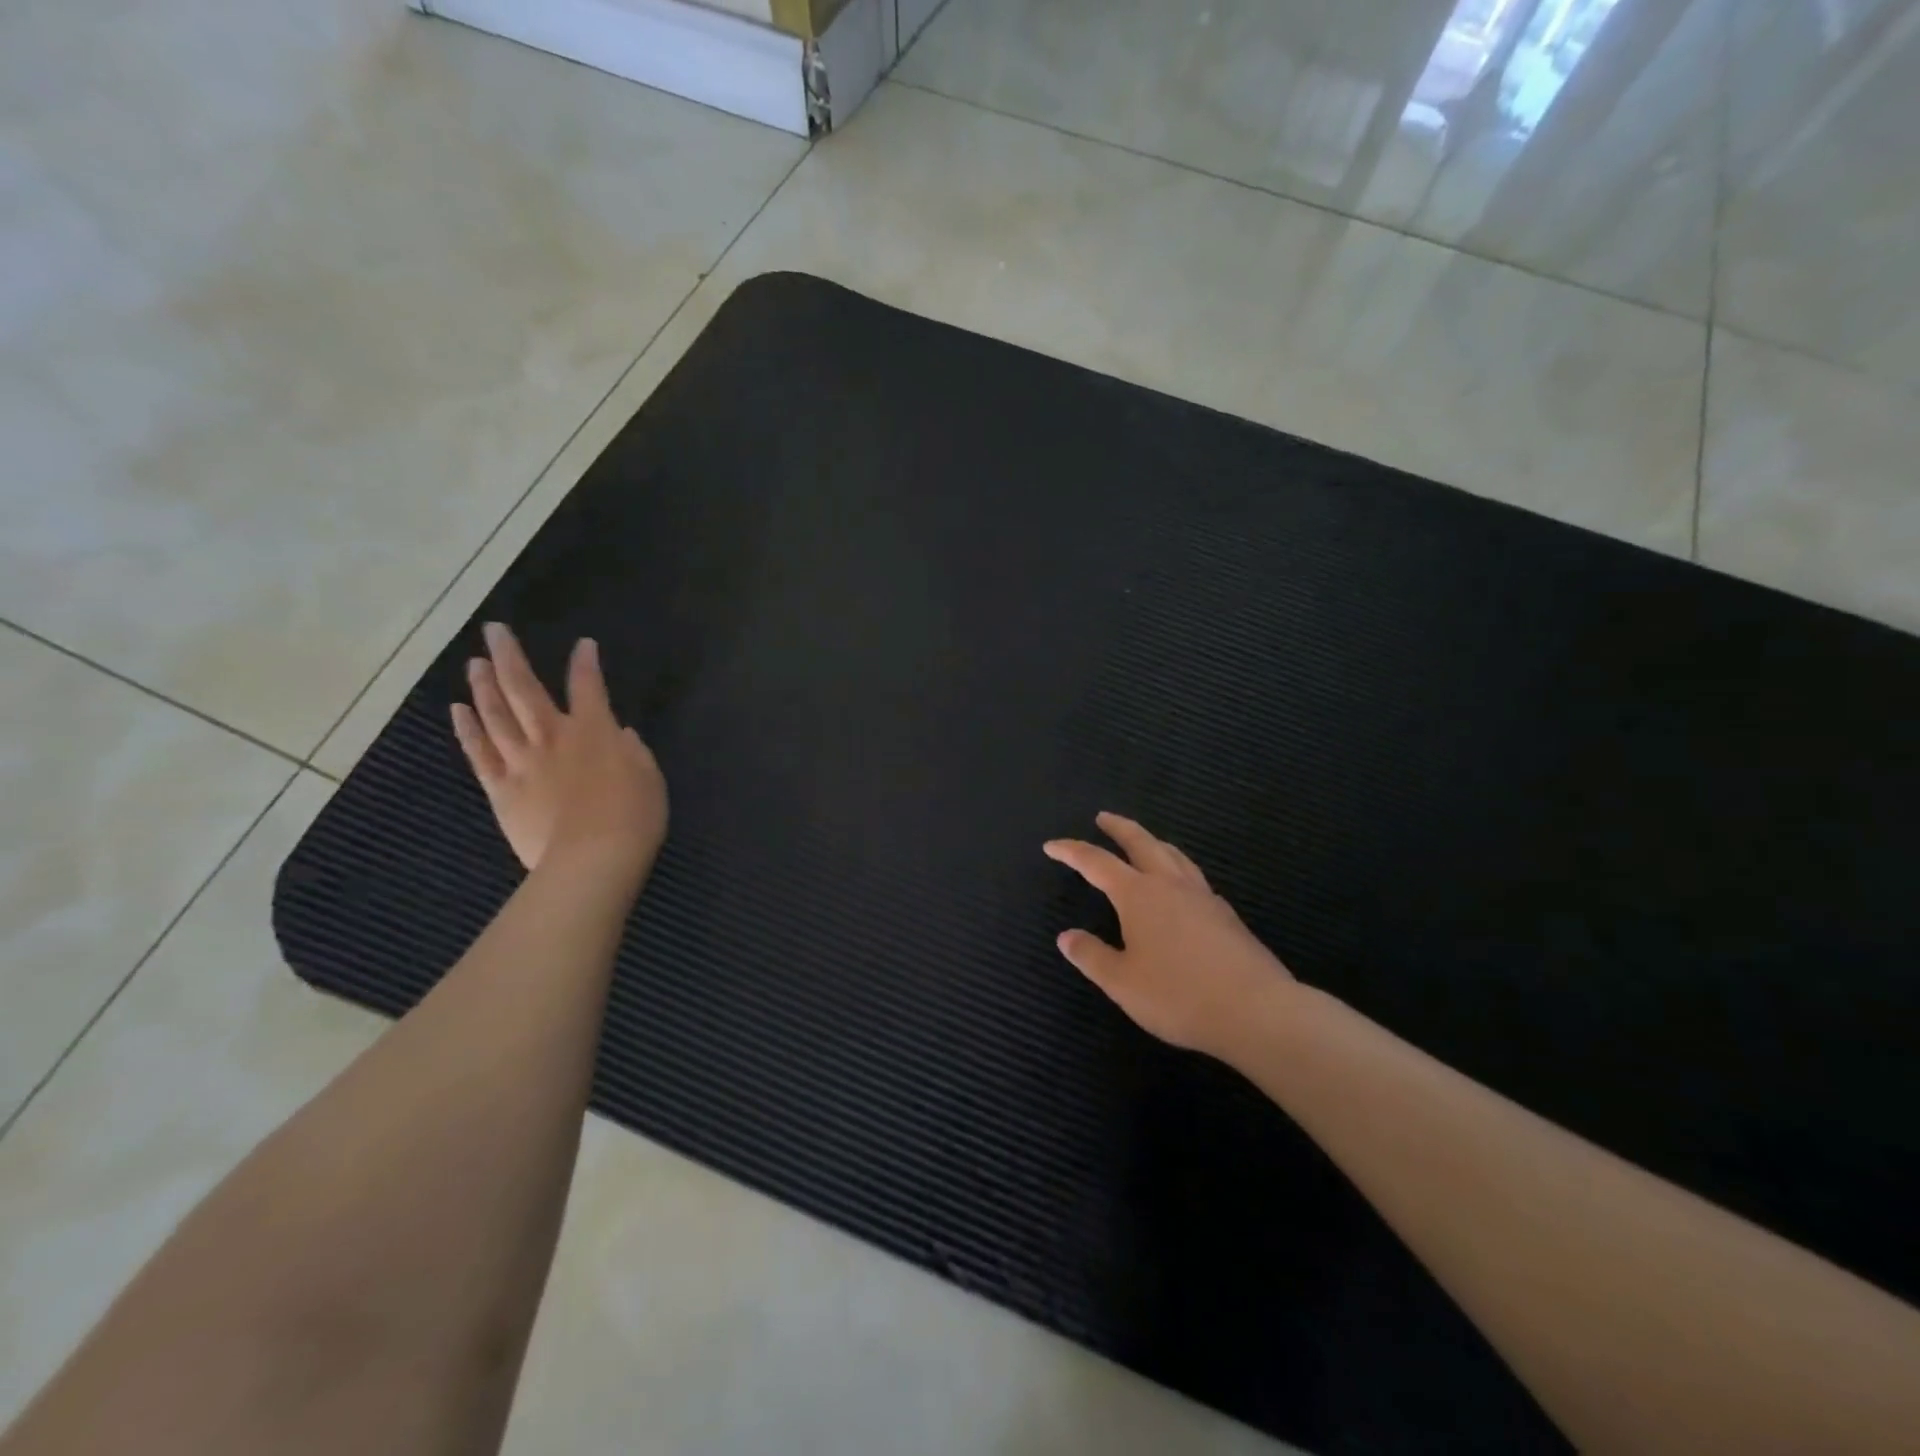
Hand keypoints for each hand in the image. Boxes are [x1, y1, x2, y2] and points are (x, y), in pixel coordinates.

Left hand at [451, 622, 667, 878]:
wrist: (593, 858)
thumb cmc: (634, 816)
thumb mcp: (649, 777)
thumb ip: (632, 751)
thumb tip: (621, 734)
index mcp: (595, 731)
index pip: (588, 686)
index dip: (586, 662)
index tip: (583, 644)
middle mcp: (553, 736)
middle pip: (525, 688)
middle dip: (510, 656)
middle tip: (494, 631)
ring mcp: (522, 761)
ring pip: (496, 715)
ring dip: (483, 685)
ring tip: (475, 663)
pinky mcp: (502, 789)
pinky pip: (480, 753)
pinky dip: (468, 730)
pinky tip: (458, 710)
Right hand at [1045, 812, 1295, 1060]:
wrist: (1256, 1010)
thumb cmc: (1179, 996)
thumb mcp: (1122, 983)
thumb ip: (1092, 956)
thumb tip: (1066, 937)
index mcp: (1139, 895)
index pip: (1097, 863)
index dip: (1072, 851)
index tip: (1052, 845)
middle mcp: (1170, 885)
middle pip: (1141, 842)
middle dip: (1119, 828)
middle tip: (1103, 817)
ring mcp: (1203, 897)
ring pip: (1174, 855)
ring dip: (1152, 842)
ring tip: (1143, 842)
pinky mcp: (1226, 915)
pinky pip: (1194, 877)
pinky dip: (1177, 868)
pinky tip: (1180, 887)